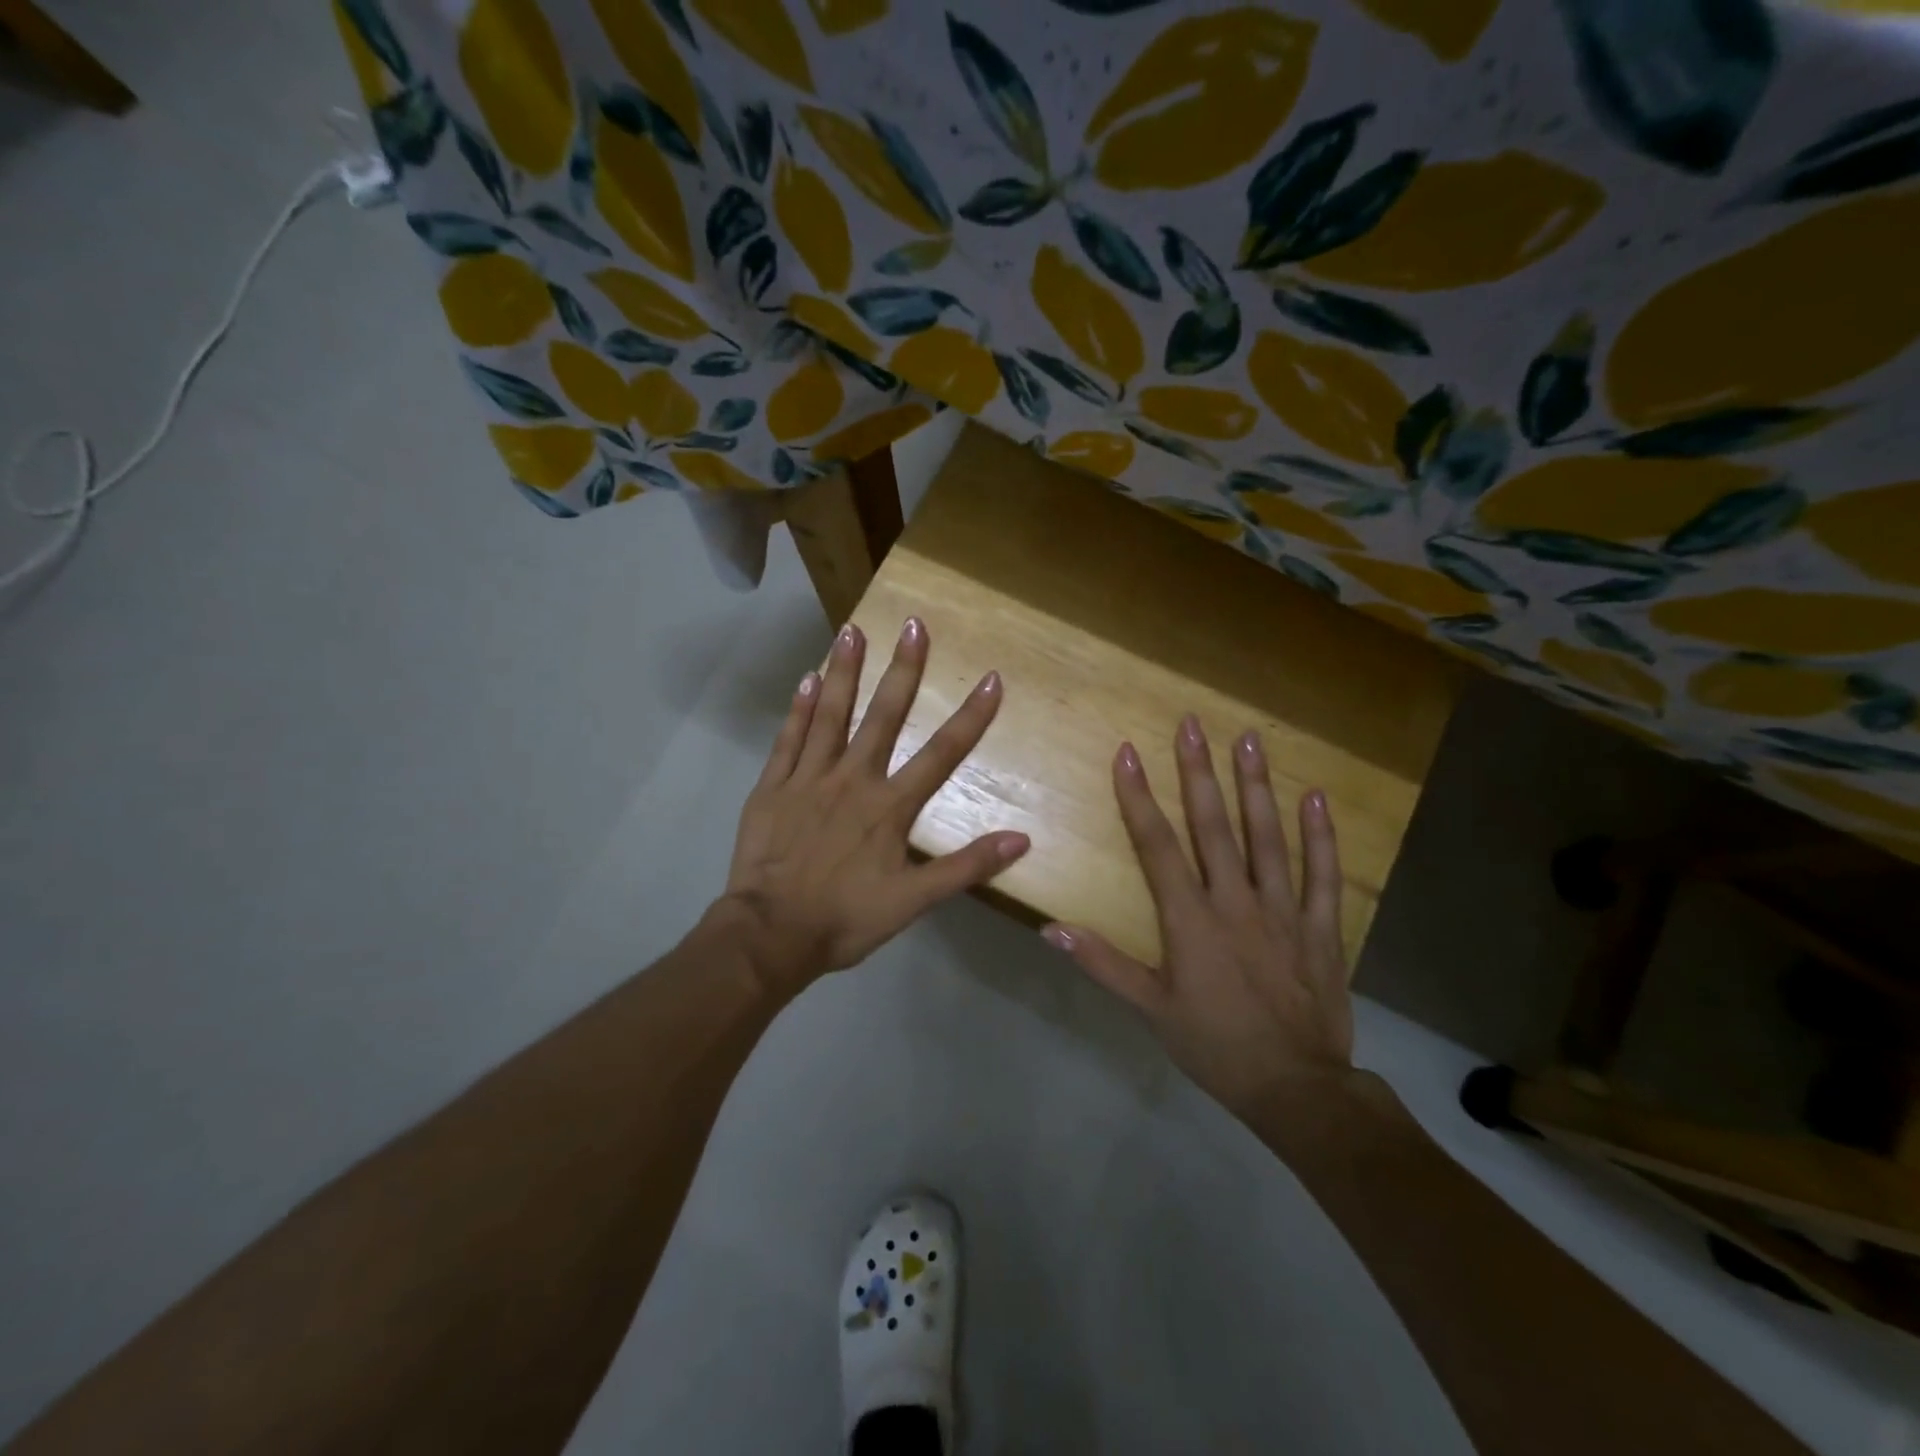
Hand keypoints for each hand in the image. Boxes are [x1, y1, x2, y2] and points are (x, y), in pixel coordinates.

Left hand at [715, 617, 1029, 995]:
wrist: (770, 935)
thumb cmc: (845, 920)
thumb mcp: (913, 902)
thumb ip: (966, 867)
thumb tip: (1021, 839)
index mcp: (889, 807)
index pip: (941, 754)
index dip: (970, 717)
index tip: (990, 678)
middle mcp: (852, 780)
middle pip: (883, 717)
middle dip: (904, 670)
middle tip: (914, 624)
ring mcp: (808, 779)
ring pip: (830, 715)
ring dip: (845, 671)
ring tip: (853, 630)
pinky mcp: (773, 787)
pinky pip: (788, 739)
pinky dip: (799, 709)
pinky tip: (807, 679)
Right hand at [1043, 715, 1353, 1113]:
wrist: (1297, 1088)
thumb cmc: (1215, 1046)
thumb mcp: (1151, 1009)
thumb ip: (1103, 964)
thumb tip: (1050, 929)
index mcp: (1190, 919)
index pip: (1157, 845)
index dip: (1139, 797)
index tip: (1128, 753)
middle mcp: (1235, 901)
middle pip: (1213, 826)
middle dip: (1199, 772)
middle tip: (1194, 724)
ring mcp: (1282, 910)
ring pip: (1267, 837)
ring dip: (1256, 787)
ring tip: (1251, 741)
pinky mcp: (1320, 927)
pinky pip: (1322, 874)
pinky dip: (1321, 836)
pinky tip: (1317, 798)